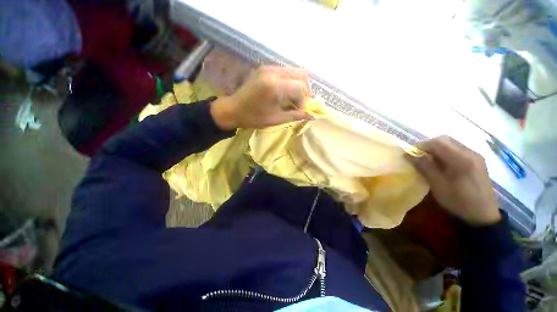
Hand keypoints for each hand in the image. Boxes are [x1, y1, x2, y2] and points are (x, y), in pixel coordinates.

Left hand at [210, 66, 313, 129]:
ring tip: (294, 97)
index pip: (301, 88)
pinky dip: (290, 80)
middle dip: (305, 90)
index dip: (304, 101)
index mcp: (275, 87)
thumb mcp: (276, 119)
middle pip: (301, 74)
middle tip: (301, 102)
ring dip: (299, 84)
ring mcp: (268, 67)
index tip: (299, 110)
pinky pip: (285, 70)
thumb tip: (312, 116)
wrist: (233, 109)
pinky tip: (286, 91)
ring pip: (294, 70)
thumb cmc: (254, 117)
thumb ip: (296, 115)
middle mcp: (273, 72)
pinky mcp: (265, 68)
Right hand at [406, 135, 500, 225]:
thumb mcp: (438, 185)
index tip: (410, 154)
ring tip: (428, 160)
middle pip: (445, 140)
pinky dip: (445, 152)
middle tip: (418, 156)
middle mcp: (470, 153)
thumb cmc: (458, 201)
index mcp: (461, 159)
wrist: (483, 214)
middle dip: (428, 146)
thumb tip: (408, 154)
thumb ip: (424, 166)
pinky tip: (442, 164)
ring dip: (436, 149)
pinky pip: (457, 149)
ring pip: (451, 143)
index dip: (421, 146)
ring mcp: (475, 156)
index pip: (438, 142)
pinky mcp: (477, 160)